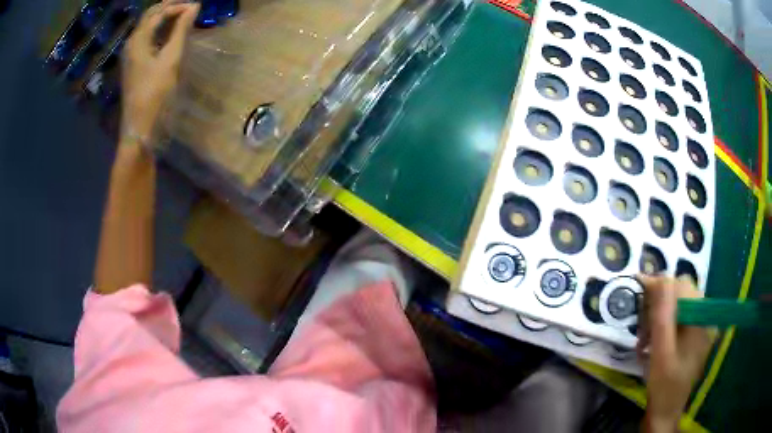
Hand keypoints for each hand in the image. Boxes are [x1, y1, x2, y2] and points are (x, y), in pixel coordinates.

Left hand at [121, 1, 198, 140]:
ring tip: (182, 16)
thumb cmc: (154, 93)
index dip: (178, 6)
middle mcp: (131, 43)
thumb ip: (181, 30)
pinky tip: (169, 33)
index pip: (158, 12)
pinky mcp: (133, 64)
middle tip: (189, 7)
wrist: (138, 126)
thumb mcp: (170, 59)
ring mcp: (130, 54)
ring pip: (147, 26)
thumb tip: (194, 6)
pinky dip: (159, 30)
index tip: (197, 7)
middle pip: (149, 16)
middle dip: (169, 7)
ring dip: (163, 17)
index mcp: (138, 39)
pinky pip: (145, 38)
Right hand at [637, 274, 717, 431]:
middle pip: (680, 294)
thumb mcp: (661, 355)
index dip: (660, 286)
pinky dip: (661, 325)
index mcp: (701, 321)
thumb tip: (660, 280)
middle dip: (657, 305)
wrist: (666, 412)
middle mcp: (704, 318)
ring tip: (644, 340)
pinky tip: (651, 342)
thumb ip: (662, 318)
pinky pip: (677, 317)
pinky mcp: (693, 334)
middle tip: (641, 328)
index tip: (638, 287)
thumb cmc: (664, 387)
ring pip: (677, 305)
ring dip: (657, 317)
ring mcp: (699, 326)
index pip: (682, 288)